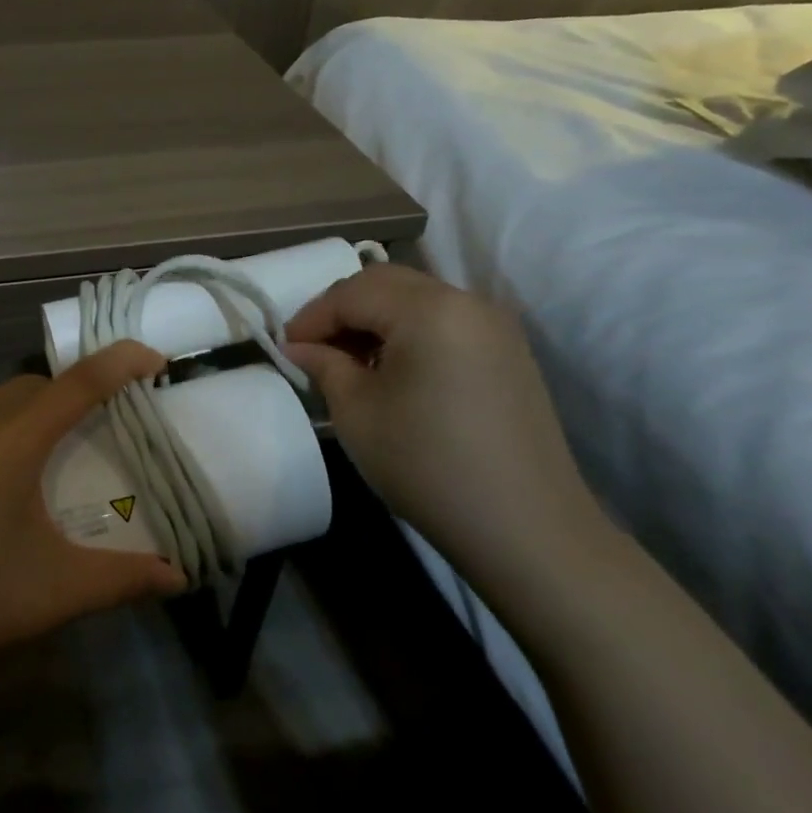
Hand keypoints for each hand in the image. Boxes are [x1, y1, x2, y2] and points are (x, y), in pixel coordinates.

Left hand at [0, 341, 186, 676]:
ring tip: (31, 466)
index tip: (153, 359)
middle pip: (35, 386)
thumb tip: (179, 578)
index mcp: (12, 441)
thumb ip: (122, 579)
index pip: (79, 383)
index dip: (120, 363)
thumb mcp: (54, 590)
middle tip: (89, 437)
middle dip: (69, 397)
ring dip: (24, 416)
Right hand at [284, 263, 611, 587]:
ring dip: (374, 318)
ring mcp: (494, 326)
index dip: (310, 317)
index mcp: (428, 309)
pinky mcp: (508, 353)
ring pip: (416, 298)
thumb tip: (299, 348)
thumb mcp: (356, 412)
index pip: (350, 292)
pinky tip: (391, 371)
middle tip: (313, 348)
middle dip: (341, 309)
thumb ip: (323, 365)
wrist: (526, 529)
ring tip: (348, 360)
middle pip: (385, 283)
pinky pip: (443, 321)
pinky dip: (407, 331)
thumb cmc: (427, 464)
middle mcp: (466, 302)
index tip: (285, 349)